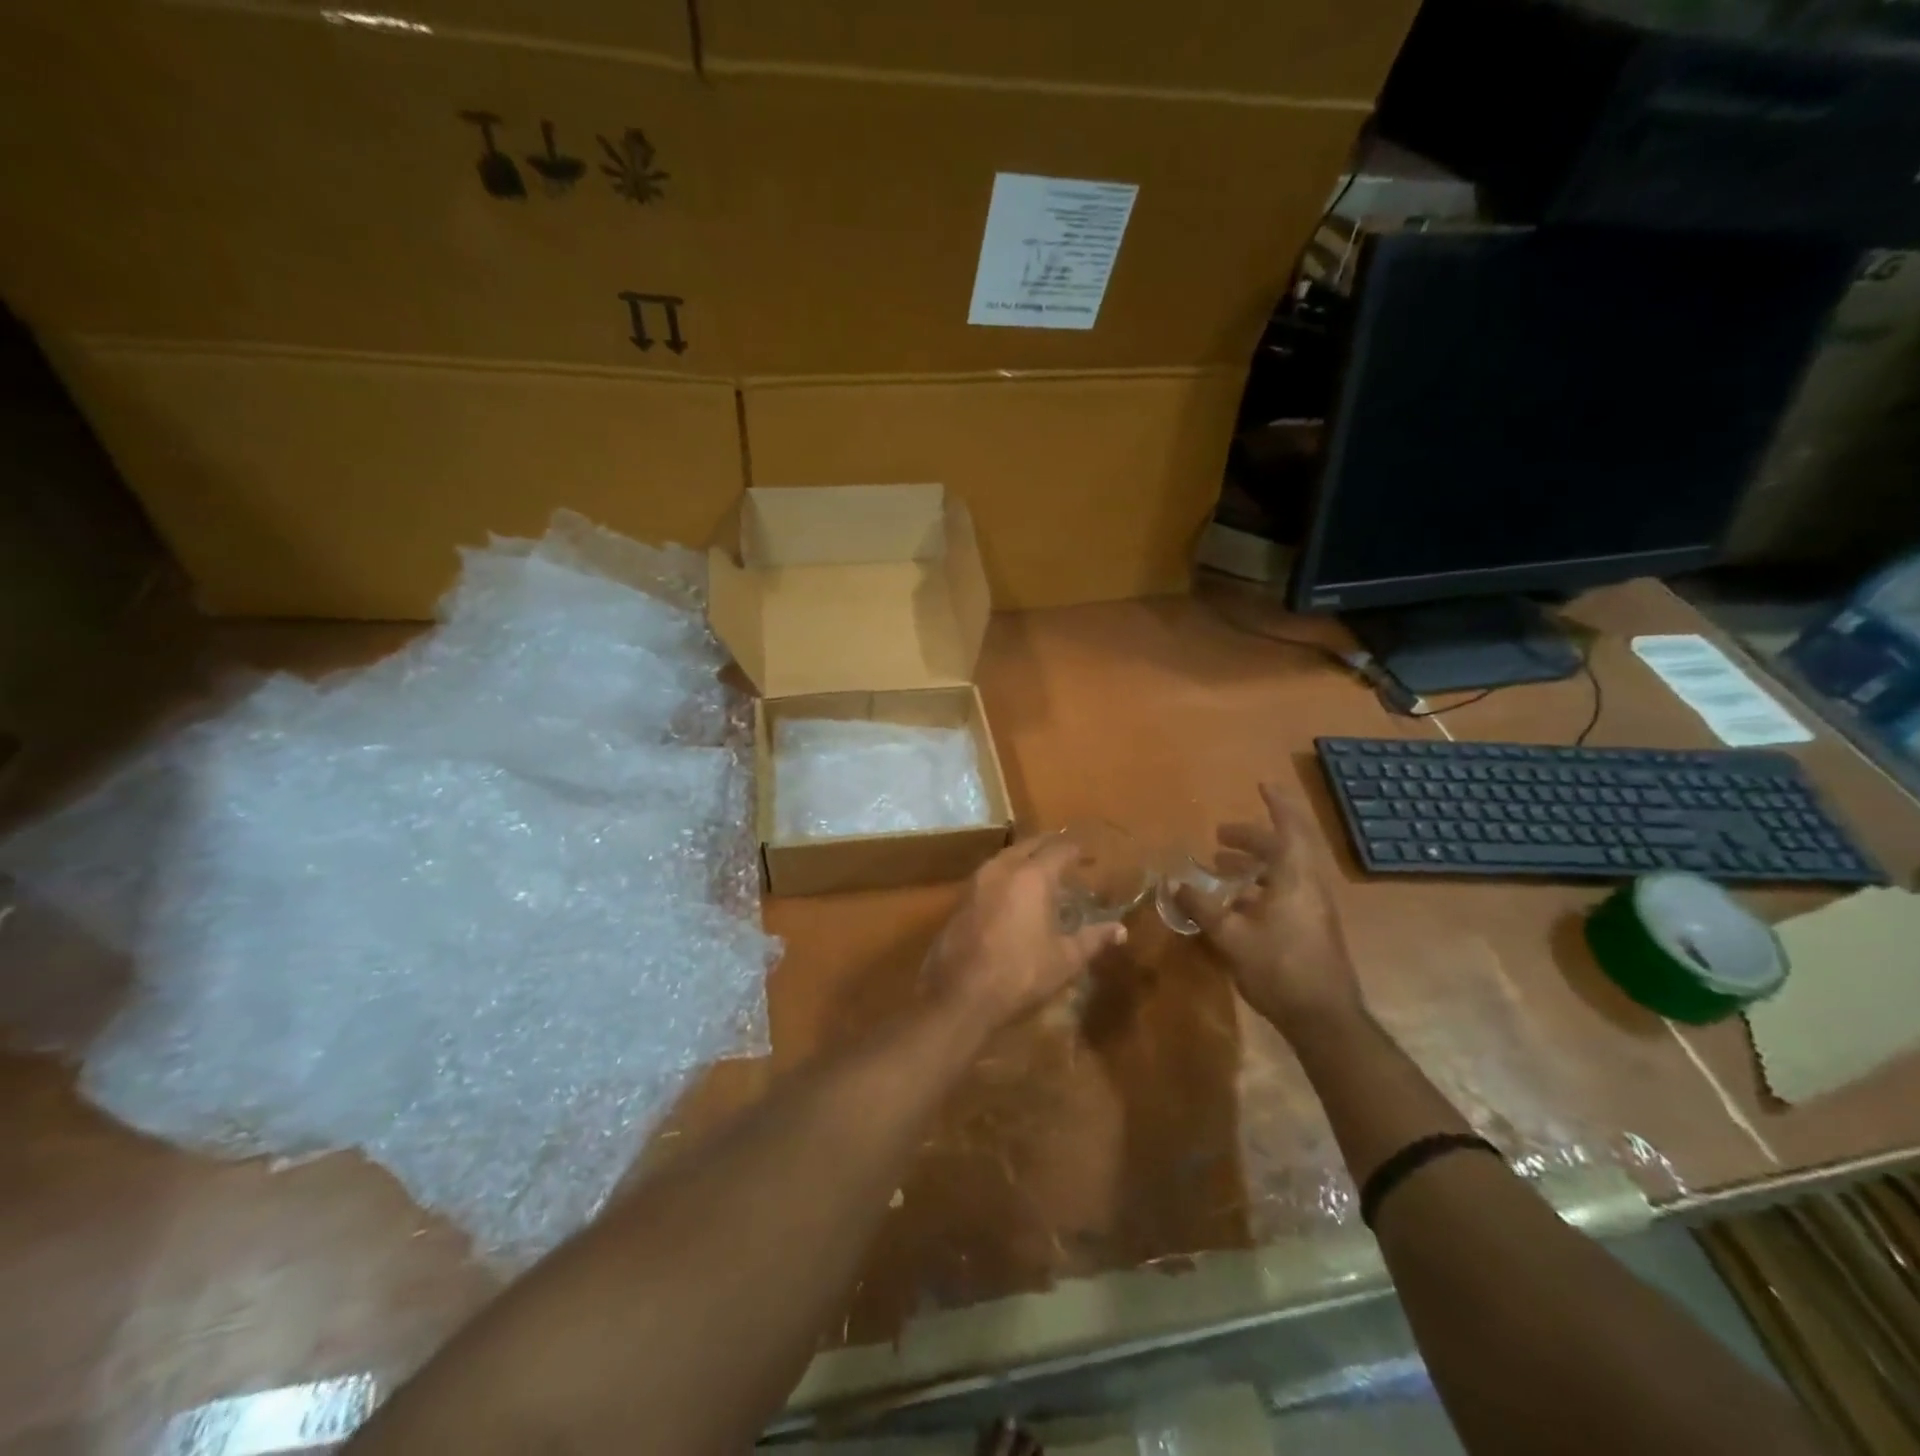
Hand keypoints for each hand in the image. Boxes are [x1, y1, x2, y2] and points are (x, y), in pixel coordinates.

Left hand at [924, 835, 1127, 1032]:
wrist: (960, 995)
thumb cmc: (1021, 974)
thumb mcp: (1065, 960)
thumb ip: (1093, 939)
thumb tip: (1120, 930)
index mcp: (1033, 876)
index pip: (1060, 849)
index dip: (1077, 850)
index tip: (1089, 855)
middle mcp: (1003, 868)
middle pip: (1030, 844)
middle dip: (1049, 846)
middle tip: (1067, 855)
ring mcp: (976, 881)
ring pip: (1005, 856)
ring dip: (1025, 857)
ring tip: (1041, 870)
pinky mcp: (960, 899)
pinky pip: (989, 874)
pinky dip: (1006, 875)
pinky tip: (1012, 893)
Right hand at [1174, 783, 1364, 1036]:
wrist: (1324, 1019)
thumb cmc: (1279, 969)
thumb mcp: (1231, 937)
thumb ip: (1202, 908)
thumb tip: (1174, 885)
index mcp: (1295, 879)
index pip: (1289, 829)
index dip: (1277, 804)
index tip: (1262, 785)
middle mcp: (1309, 886)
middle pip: (1283, 849)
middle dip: (1252, 837)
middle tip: (1220, 836)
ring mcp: (1313, 908)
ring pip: (1285, 872)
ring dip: (1254, 863)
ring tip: (1221, 867)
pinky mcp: (1311, 928)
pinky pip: (1285, 891)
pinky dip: (1260, 885)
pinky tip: (1236, 904)